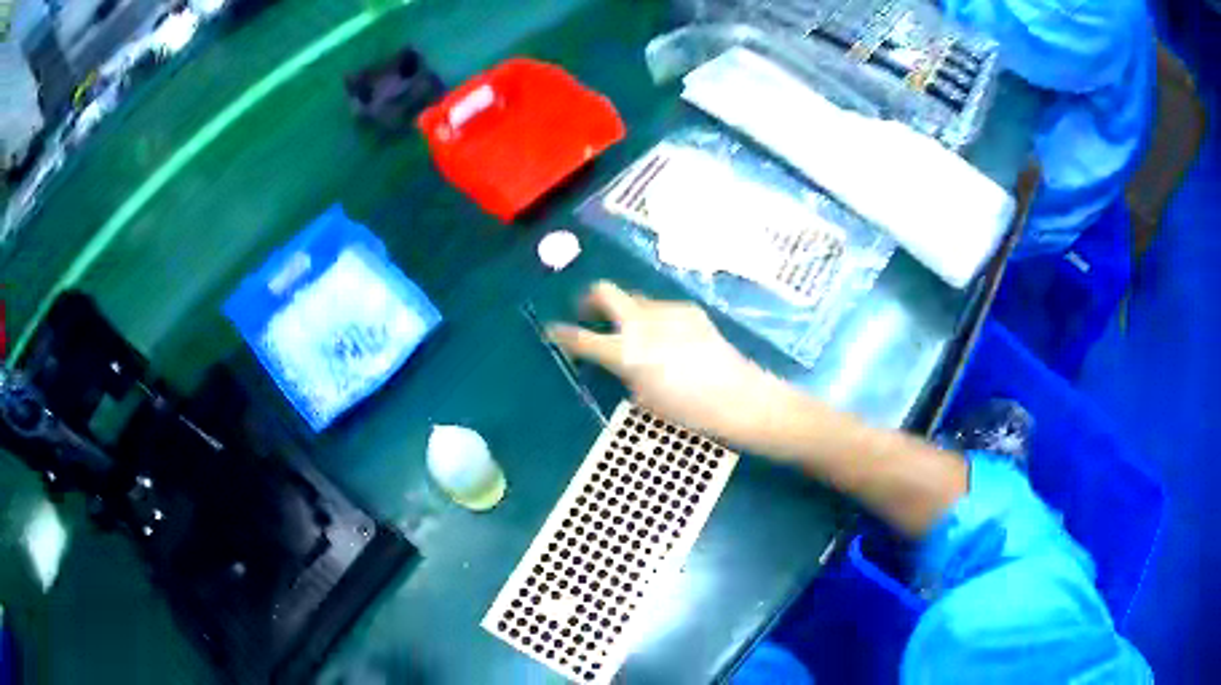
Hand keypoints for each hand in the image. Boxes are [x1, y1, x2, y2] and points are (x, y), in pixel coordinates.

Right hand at [547, 281, 773, 440]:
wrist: (735, 395)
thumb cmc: (687, 409)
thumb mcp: (644, 398)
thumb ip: (624, 371)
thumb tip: (618, 358)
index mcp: (626, 353)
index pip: (582, 338)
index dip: (562, 334)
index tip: (553, 330)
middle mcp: (641, 323)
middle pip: (605, 291)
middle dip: (589, 298)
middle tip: (587, 311)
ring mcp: (667, 312)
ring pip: (635, 299)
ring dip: (626, 311)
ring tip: (634, 331)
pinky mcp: (688, 310)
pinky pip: (661, 308)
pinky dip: (654, 318)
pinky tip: (668, 337)